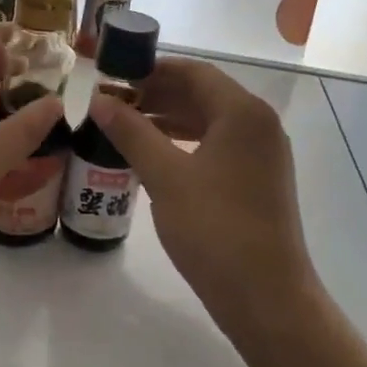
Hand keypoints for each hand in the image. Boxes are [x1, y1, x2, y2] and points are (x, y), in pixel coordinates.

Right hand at [87, 58, 313, 324]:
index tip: (115, 77)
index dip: (152, 70)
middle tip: (114, 103)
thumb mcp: (165, 177)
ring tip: (126, 127)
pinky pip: (218, 146)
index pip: (194, 72)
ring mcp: (263, 154)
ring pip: (210, 121)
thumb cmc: (214, 228)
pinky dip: (186, 143)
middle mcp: (259, 124)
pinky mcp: (259, 180)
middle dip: (158, 94)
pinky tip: (155, 156)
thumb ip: (132, 132)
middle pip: (204, 94)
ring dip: (169, 119)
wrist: (266, 297)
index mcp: (243, 112)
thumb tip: (99, 100)